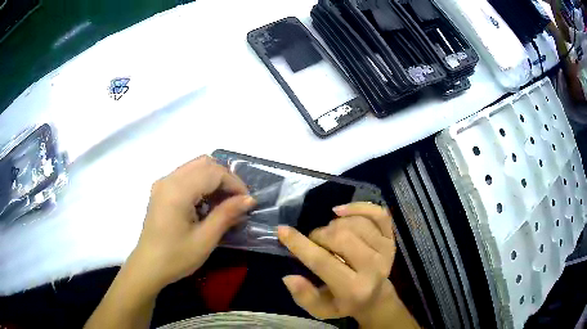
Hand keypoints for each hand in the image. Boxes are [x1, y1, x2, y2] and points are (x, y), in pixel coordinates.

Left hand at [128, 155, 255, 291]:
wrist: (149, 266)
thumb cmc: (176, 257)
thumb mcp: (205, 239)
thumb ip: (226, 214)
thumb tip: (249, 199)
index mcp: (178, 190)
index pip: (213, 172)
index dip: (234, 183)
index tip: (247, 202)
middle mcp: (169, 179)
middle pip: (204, 163)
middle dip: (225, 178)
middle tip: (237, 200)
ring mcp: (163, 183)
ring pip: (195, 167)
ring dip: (213, 180)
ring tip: (224, 202)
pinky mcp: (161, 190)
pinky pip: (186, 176)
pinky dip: (201, 183)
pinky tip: (206, 204)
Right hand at [278, 202, 410, 327]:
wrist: (376, 298)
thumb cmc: (344, 304)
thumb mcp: (321, 310)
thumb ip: (304, 296)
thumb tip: (288, 277)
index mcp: (354, 289)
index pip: (323, 262)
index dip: (299, 245)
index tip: (282, 231)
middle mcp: (374, 268)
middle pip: (340, 237)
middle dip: (318, 235)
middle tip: (313, 242)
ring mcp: (385, 251)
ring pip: (355, 224)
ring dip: (334, 225)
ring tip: (329, 235)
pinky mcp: (391, 239)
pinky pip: (377, 214)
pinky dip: (357, 207)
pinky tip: (340, 211)